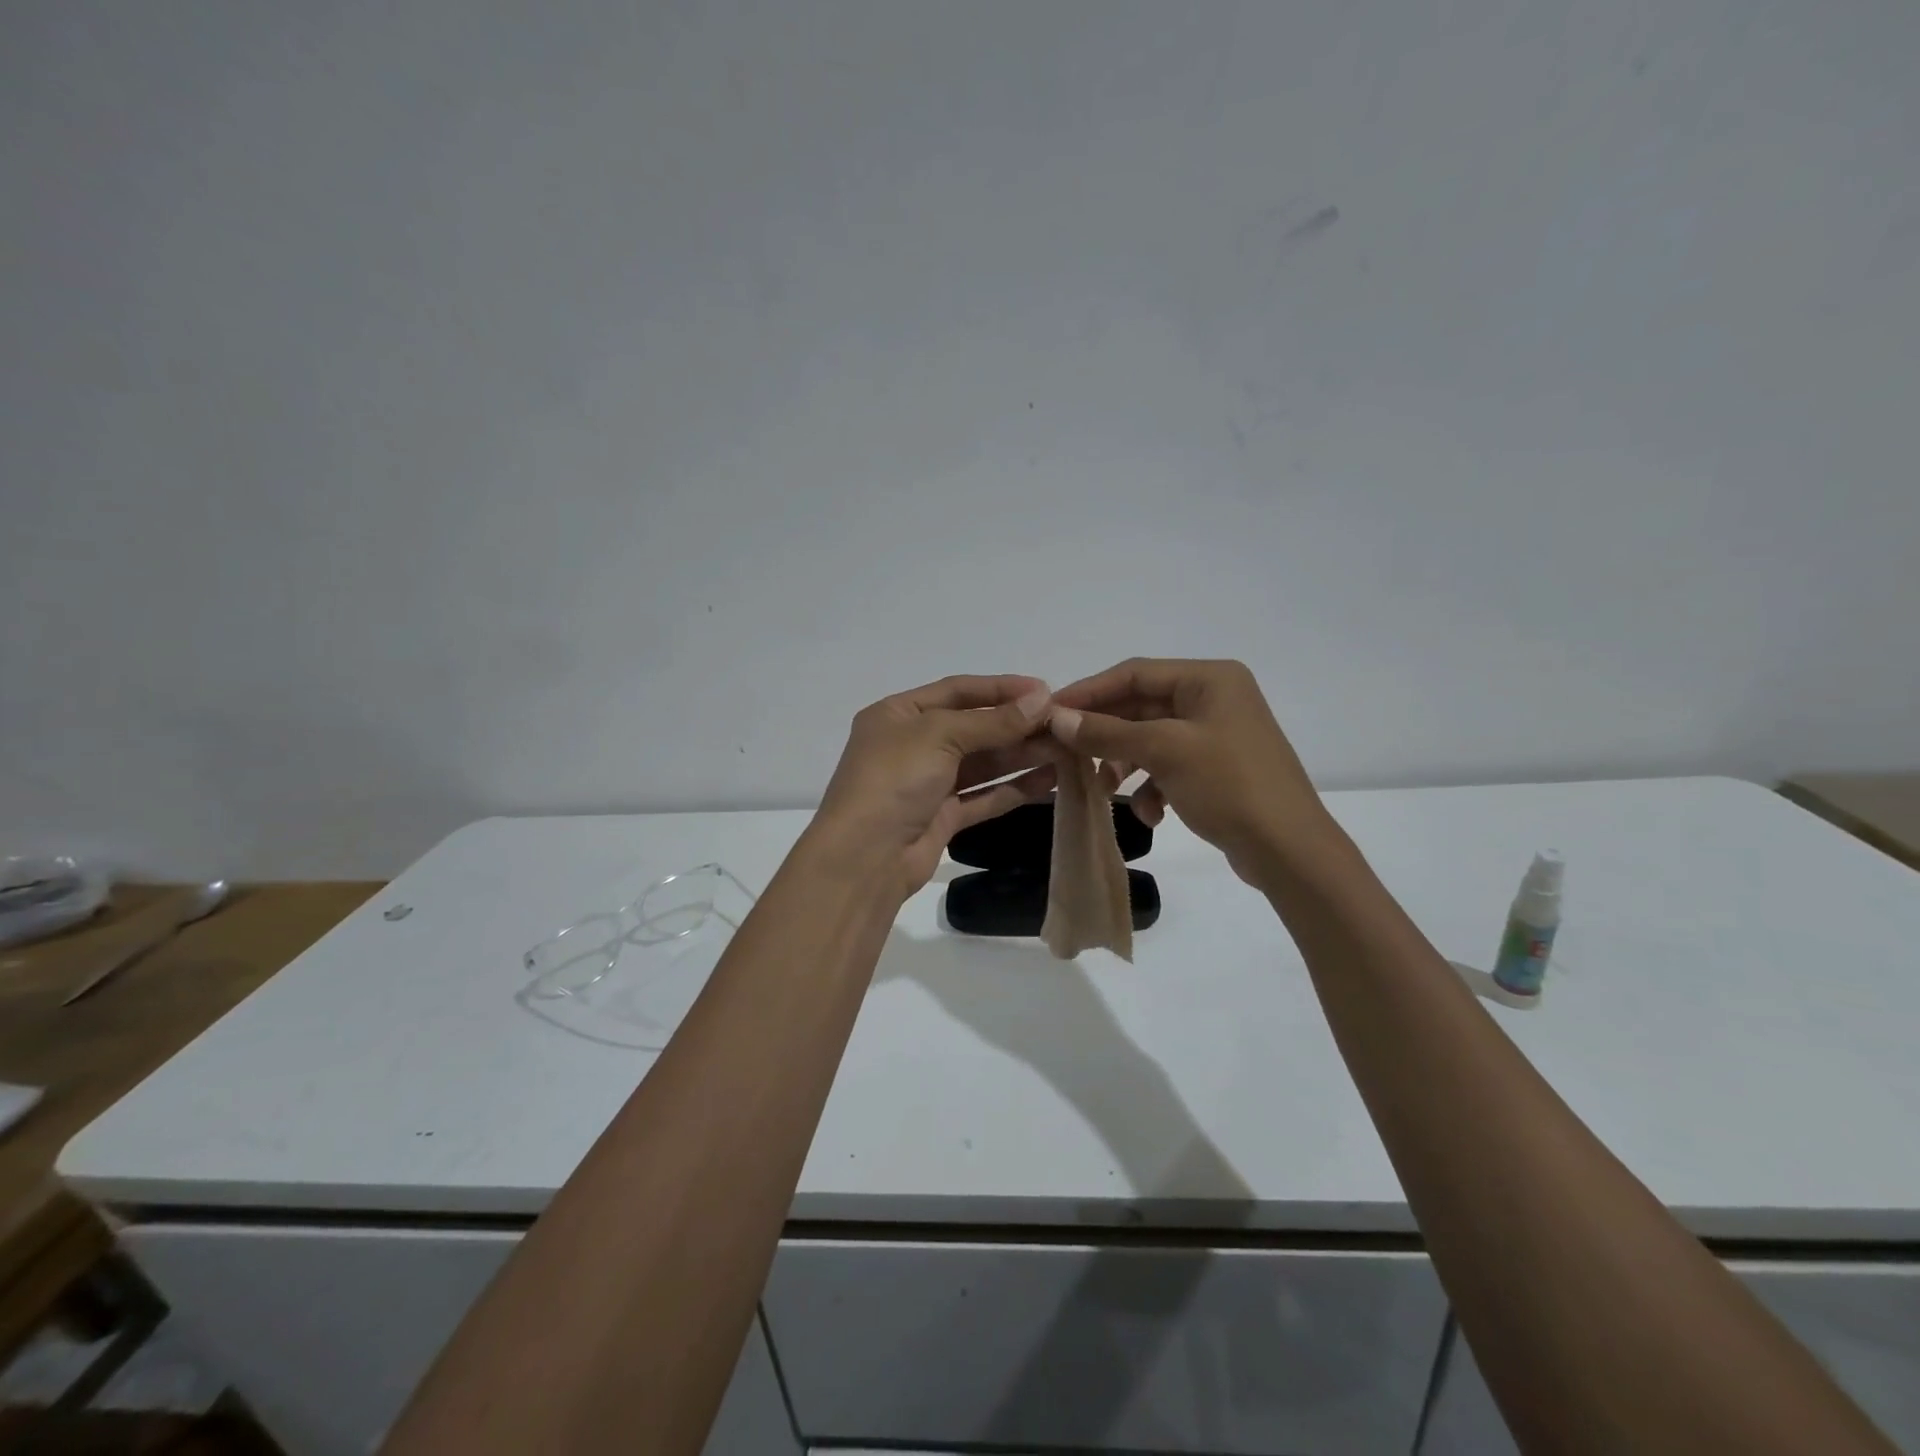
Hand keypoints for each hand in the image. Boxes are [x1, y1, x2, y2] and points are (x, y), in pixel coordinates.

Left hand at [807, 675, 1059, 899]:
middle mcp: (912, 744)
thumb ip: (993, 721)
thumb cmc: (894, 779)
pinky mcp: (942, 817)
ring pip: (982, 763)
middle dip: (1017, 724)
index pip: (957, 690)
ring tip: (1066, 749)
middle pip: (973, 727)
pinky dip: (1014, 788)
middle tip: (1063, 723)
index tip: (1044, 690)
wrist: (864, 858)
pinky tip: (1049, 779)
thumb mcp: (940, 735)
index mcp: (898, 714)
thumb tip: (1042, 699)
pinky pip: (983, 796)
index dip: (1000, 688)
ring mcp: (927, 783)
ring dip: (1021, 754)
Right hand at [1049, 658, 1331, 885]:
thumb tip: (1056, 718)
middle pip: (1140, 707)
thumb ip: (1107, 732)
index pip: (1135, 673)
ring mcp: (1216, 735)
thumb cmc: (1229, 786)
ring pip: (1150, 740)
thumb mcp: (1163, 752)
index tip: (1049, 712)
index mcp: (1209, 679)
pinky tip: (1150, 814)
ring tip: (1103, 789)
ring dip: (1124, 764)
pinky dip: (1152, 787)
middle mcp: (1214, 698)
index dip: (1089, 691)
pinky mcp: (1216, 769)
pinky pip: (1168, 766)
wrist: (1289, 851)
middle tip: (1064, 752)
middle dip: (1105, 734)